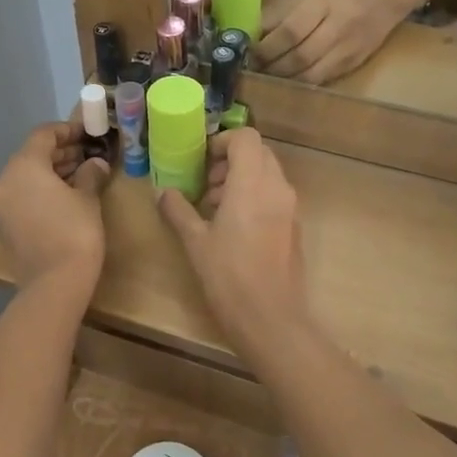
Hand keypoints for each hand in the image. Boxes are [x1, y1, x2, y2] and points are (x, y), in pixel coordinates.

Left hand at [0, 123, 107, 288]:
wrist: (54, 283)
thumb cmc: (75, 232)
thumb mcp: (88, 199)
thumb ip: (90, 174)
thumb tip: (95, 164)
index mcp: (23, 166)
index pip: (43, 135)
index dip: (67, 130)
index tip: (88, 133)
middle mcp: (4, 181)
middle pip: (32, 155)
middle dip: (61, 152)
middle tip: (88, 154)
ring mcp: (0, 204)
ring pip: (26, 177)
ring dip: (52, 172)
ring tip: (82, 175)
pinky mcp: (4, 225)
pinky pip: (23, 196)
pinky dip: (42, 190)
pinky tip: (66, 197)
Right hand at [156, 129, 309, 353]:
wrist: (271, 319)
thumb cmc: (229, 276)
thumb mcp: (196, 242)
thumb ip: (178, 211)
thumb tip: (162, 193)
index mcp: (252, 184)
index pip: (245, 138)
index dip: (222, 142)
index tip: (201, 161)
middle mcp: (277, 188)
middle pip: (258, 153)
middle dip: (230, 161)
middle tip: (205, 184)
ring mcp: (290, 208)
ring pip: (268, 175)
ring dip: (241, 179)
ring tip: (214, 207)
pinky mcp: (294, 227)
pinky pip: (274, 196)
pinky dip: (254, 197)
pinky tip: (233, 227)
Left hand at [253, 0, 407, 83]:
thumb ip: (283, 12)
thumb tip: (252, 31)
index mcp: (324, 3)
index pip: (290, 31)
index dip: (267, 46)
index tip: (249, 52)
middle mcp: (337, 28)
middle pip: (299, 57)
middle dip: (272, 67)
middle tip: (253, 70)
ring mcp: (348, 49)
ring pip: (310, 75)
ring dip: (284, 80)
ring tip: (267, 78)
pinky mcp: (354, 64)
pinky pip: (323, 80)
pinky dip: (302, 84)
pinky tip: (289, 82)